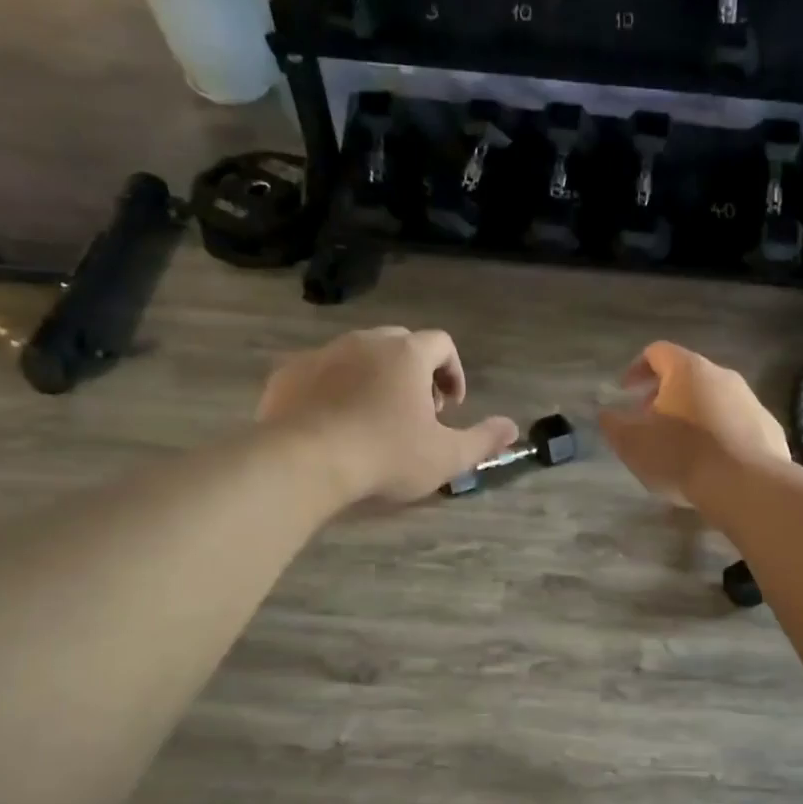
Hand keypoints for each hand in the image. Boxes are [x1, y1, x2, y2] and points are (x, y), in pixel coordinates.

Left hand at [257, 328, 518, 505]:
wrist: (304, 462)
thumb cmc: (386, 455)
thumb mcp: (446, 456)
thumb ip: (483, 440)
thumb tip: (513, 428)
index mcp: (407, 354)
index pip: (442, 343)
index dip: (453, 372)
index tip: (450, 407)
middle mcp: (366, 341)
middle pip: (401, 344)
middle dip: (415, 373)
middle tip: (416, 412)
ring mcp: (323, 353)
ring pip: (358, 355)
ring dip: (375, 379)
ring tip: (375, 420)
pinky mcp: (288, 373)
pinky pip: (322, 372)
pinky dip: (335, 389)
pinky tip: (335, 424)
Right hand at [599, 341, 789, 504]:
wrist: (747, 486)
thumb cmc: (682, 456)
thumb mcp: (633, 443)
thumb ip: (614, 425)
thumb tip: (606, 414)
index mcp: (687, 370)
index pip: (657, 352)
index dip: (636, 369)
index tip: (625, 393)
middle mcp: (722, 375)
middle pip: (687, 375)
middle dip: (663, 395)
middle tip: (649, 423)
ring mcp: (750, 400)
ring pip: (713, 399)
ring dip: (692, 415)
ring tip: (680, 447)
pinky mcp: (768, 427)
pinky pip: (735, 423)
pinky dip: (718, 434)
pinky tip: (711, 463)